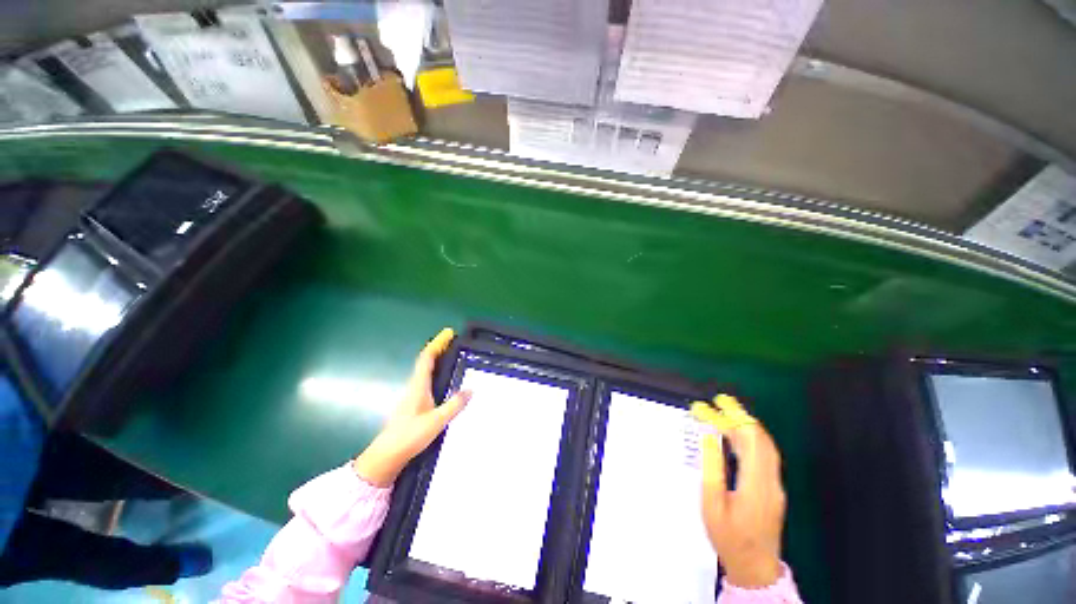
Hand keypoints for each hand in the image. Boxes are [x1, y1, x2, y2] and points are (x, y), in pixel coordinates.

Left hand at [353, 328, 471, 486]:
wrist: (387, 456)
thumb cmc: (410, 436)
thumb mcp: (436, 421)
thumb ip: (454, 405)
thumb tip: (471, 390)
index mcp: (418, 386)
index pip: (427, 358)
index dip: (437, 343)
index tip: (448, 333)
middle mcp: (414, 386)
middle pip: (426, 361)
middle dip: (439, 348)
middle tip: (454, 341)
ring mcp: (412, 395)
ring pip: (425, 370)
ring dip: (437, 359)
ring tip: (452, 356)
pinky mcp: (413, 404)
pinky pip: (426, 380)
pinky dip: (436, 372)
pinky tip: (444, 380)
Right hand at [691, 396, 785, 588]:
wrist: (755, 567)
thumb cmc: (729, 538)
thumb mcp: (713, 504)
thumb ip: (713, 468)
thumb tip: (710, 438)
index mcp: (755, 483)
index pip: (747, 440)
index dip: (730, 419)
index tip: (711, 406)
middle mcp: (770, 480)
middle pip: (759, 439)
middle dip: (740, 416)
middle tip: (720, 401)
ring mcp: (774, 485)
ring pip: (764, 446)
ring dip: (745, 425)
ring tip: (726, 412)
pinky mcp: (772, 488)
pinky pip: (764, 455)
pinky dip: (749, 439)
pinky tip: (736, 436)